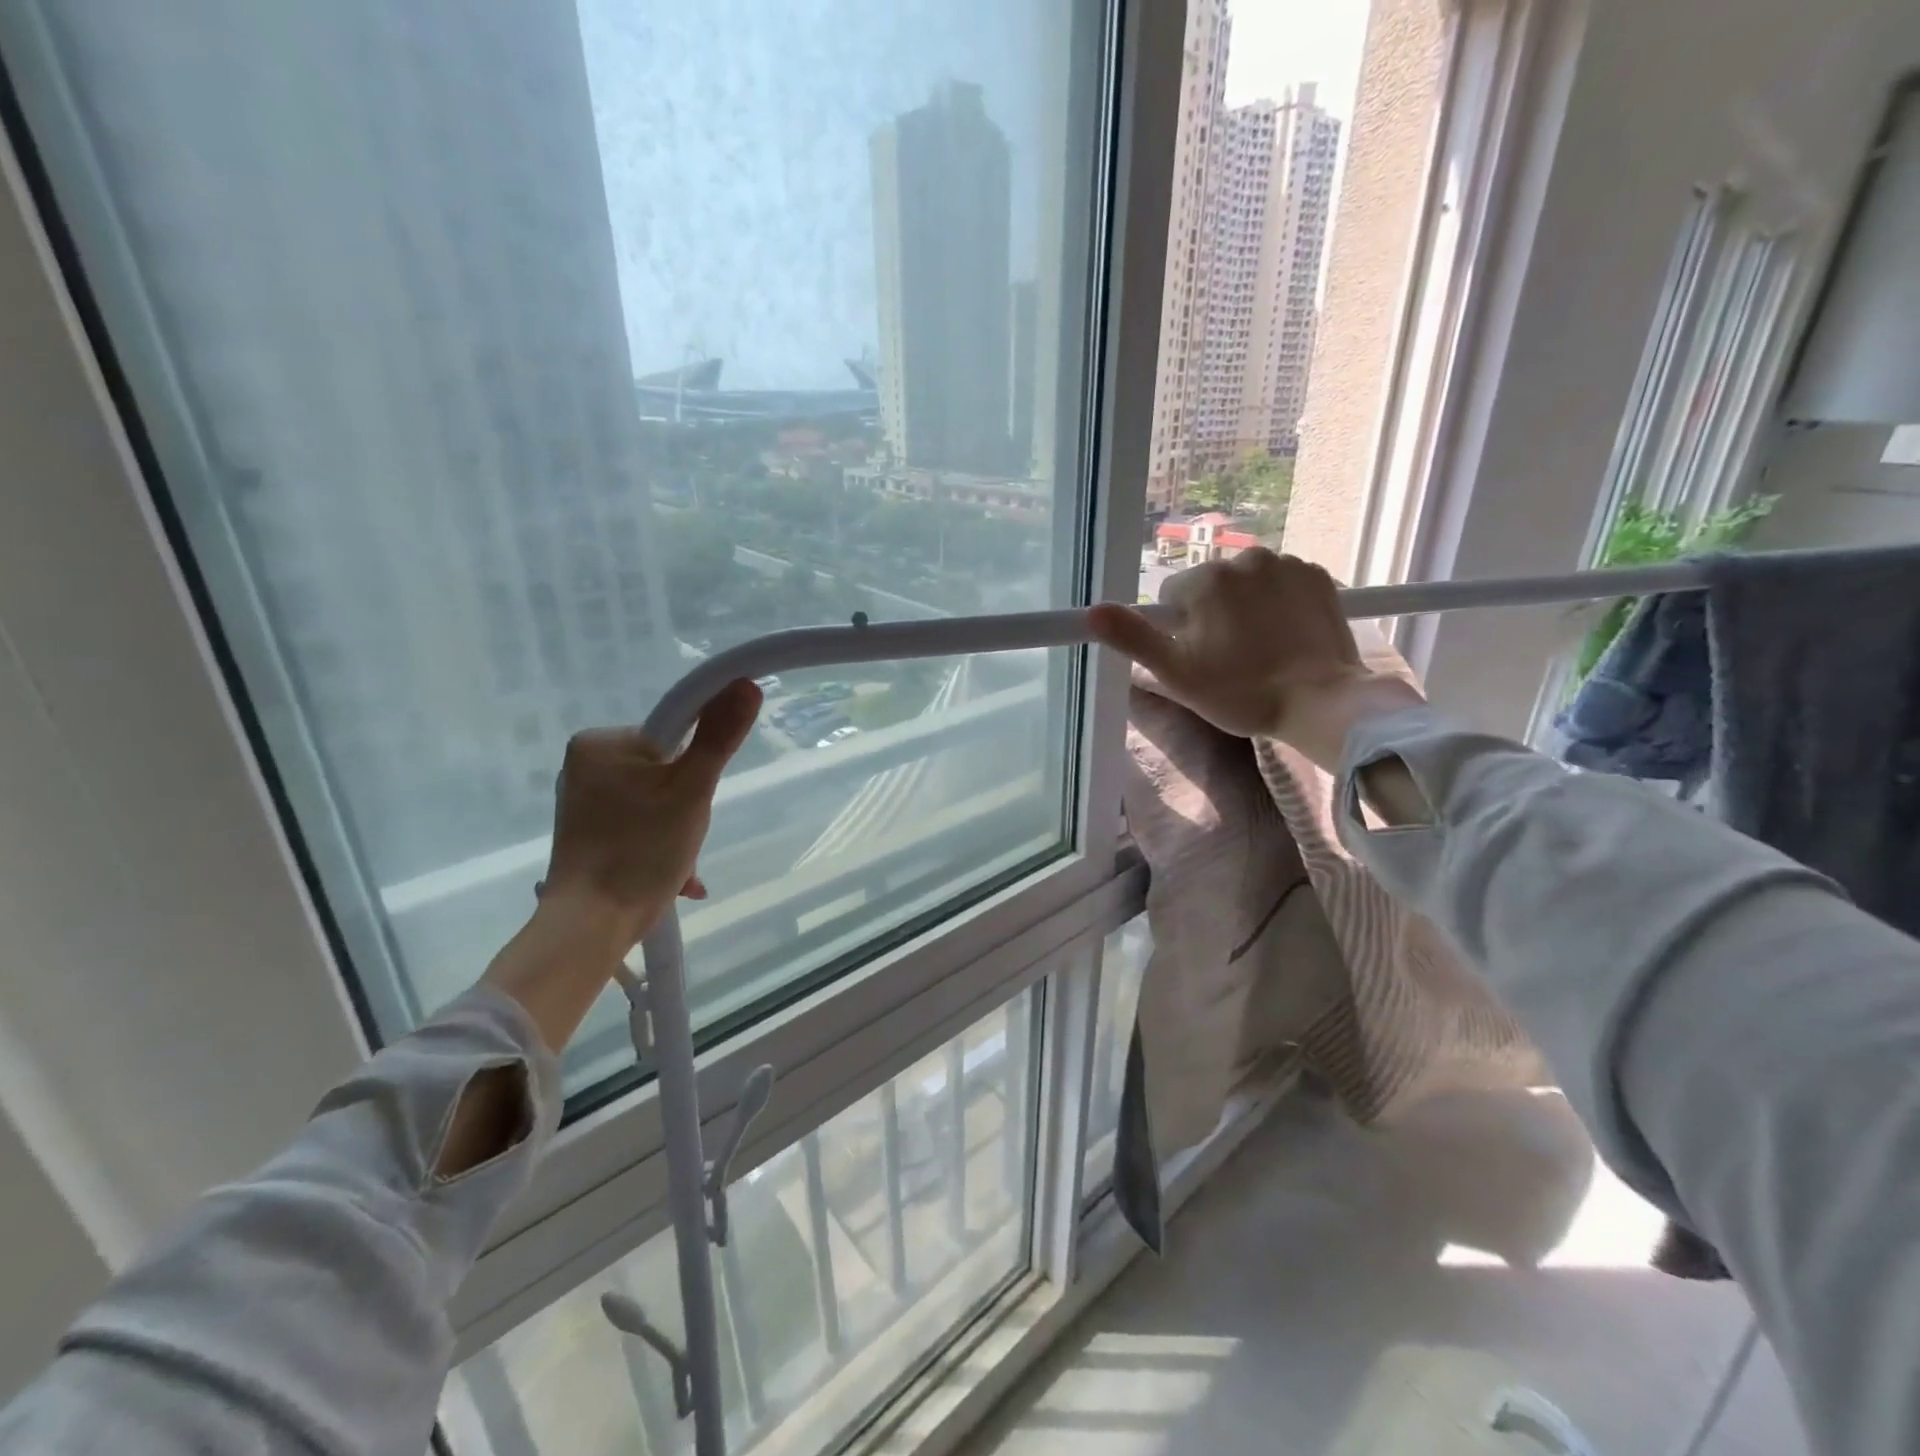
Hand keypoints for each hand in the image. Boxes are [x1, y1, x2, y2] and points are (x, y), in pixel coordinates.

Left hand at [539, 678, 763, 947]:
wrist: (592, 925)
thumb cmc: (642, 850)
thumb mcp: (692, 790)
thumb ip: (719, 736)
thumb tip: (745, 684)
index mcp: (601, 742)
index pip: (674, 732)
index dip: (697, 764)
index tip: (697, 798)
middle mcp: (585, 764)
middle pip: (666, 768)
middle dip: (688, 804)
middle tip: (687, 835)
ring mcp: (584, 800)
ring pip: (656, 798)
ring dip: (679, 828)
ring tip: (680, 865)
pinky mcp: (588, 830)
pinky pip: (639, 822)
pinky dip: (661, 842)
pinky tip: (677, 876)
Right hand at [1089, 548, 1424, 769]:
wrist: (1321, 702)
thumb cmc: (1240, 692)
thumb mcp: (1175, 672)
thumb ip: (1133, 637)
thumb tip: (1092, 611)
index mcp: (1206, 580)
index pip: (1171, 596)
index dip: (1177, 630)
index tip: (1198, 658)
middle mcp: (1245, 558)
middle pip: (1209, 586)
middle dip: (1212, 615)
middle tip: (1229, 659)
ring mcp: (1287, 564)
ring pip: (1246, 583)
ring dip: (1245, 607)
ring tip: (1261, 649)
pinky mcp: (1319, 575)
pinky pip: (1281, 582)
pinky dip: (1279, 602)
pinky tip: (1286, 635)